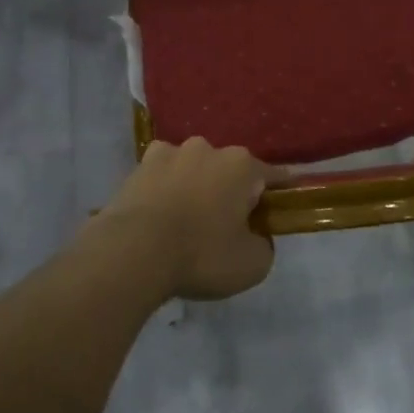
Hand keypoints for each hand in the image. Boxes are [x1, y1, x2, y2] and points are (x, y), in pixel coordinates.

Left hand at [98, 139, 286, 301]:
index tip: (279, 212)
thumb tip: (256, 236)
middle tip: (227, 227)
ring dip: (196, 187)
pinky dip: (165, 191)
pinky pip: (162, 177)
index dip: (280, 195)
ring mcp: (169, 153)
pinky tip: (160, 216)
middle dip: (232, 192)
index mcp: (242, 165)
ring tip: (187, 222)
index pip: (273, 176)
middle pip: (230, 171)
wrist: (133, 252)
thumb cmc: (201, 254)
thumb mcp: (253, 264)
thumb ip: (264, 244)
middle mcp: (207, 148)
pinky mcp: (138, 166)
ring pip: (193, 169)